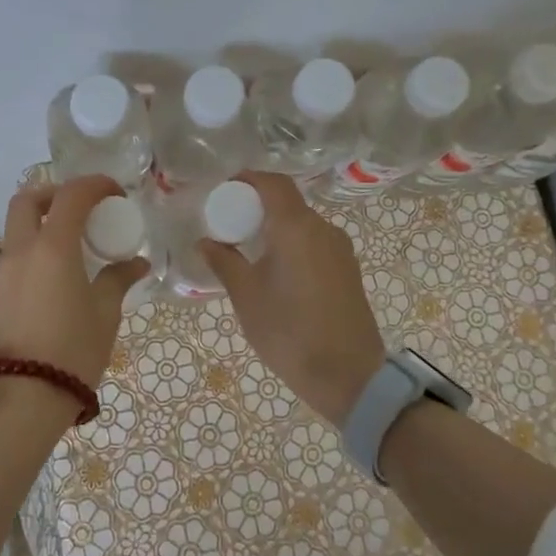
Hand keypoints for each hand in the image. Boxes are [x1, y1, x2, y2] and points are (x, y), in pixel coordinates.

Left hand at [0, 175, 150, 392]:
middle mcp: (21, 251)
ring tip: (73, 246)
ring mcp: (2, 272)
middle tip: (82, 208)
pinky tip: (56, 278)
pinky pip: (14, 256)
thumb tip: (136, 263)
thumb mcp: (105, 312)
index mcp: (52, 247)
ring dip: (43, 223)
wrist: (25, 396)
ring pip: (17, 229)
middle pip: (28, 200)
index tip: (115, 193)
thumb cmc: (73, 348)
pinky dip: (35, 251)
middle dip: (55, 194)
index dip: (94, 185)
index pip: (71, 195)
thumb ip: (118, 279)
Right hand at [200, 172, 384, 422]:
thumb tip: (205, 241)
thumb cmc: (289, 332)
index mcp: (296, 227)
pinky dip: (292, 244)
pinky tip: (276, 271)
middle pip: (288, 202)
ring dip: (275, 227)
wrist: (349, 376)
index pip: (273, 183)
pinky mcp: (348, 270)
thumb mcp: (247, 297)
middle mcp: (323, 228)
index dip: (248, 179)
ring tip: (249, 251)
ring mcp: (340, 249)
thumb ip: (224, 262)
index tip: (223, 191)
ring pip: (302, 224)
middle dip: (257, 206)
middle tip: (229, 225)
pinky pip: (315, 243)